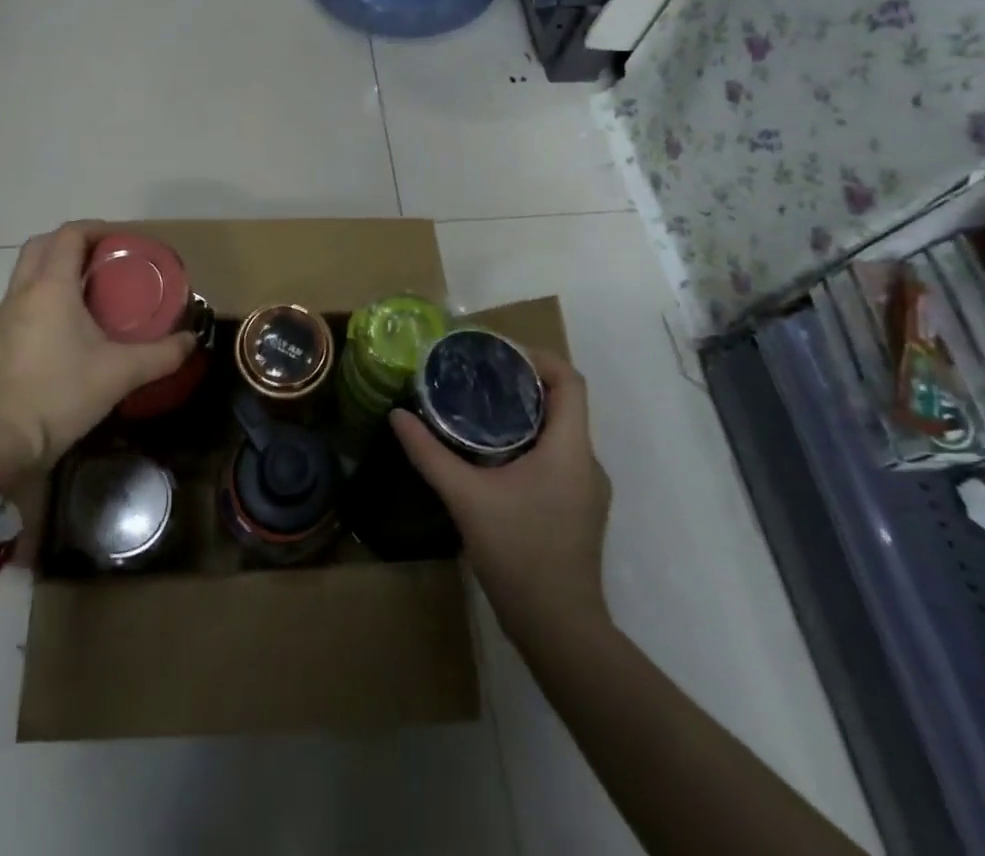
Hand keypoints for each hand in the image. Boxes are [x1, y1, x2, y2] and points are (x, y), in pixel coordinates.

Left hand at [0, 223, 195, 482]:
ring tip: (91, 283)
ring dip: (56, 264)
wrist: (5, 443)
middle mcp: (24, 291)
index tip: (124, 240)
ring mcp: (6, 314)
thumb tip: (192, 341)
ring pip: (27, 269)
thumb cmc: (63, 395)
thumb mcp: (121, 372)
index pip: (70, 234)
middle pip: (42, 244)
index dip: (98, 228)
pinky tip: (69, 318)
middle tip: (106, 256)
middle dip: (73, 241)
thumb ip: (162, 354)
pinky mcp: (0, 337)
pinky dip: (45, 288)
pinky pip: (23, 294)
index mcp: (51, 287)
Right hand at [392, 351, 611, 634]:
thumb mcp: (466, 498)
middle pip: (564, 403)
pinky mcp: (578, 510)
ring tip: (480, 411)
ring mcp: (586, 489)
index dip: (539, 358)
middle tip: (479, 377)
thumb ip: (430, 454)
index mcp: (570, 448)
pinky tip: (494, 458)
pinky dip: (531, 444)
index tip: (499, 354)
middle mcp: (587, 462)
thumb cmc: (519, 554)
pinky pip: (558, 458)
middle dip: (525, 384)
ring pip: (561, 433)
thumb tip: (397, 416)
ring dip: (527, 415)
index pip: (570, 380)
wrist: (560, 630)